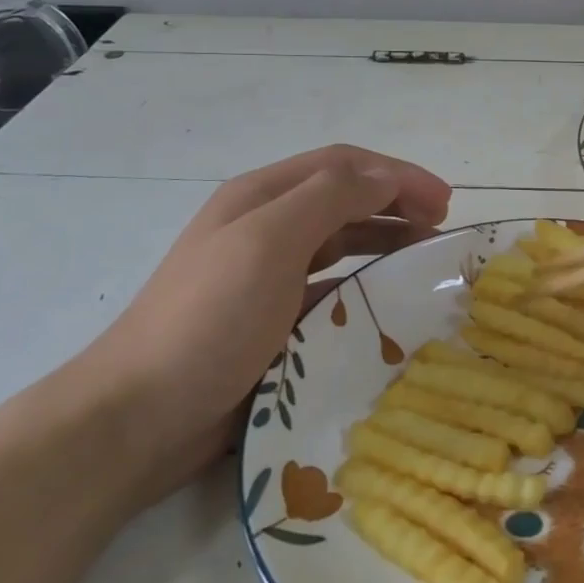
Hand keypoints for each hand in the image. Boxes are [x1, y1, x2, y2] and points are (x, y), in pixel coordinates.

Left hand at [74, 145, 450, 500]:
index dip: (397, 174)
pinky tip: (387, 305)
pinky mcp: (274, 323)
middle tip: (442, 229)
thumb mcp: (269, 242)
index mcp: (261, 197)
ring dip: (386, 243)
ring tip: (425, 261)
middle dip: (397, 204)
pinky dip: (365, 288)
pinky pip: (333, 292)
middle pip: (345, 200)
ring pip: (342, 244)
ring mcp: (268, 277)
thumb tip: (387, 176)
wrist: (139, 417)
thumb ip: (330, 198)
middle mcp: (266, 227)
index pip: (344, 165)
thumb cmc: (208, 318)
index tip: (444, 201)